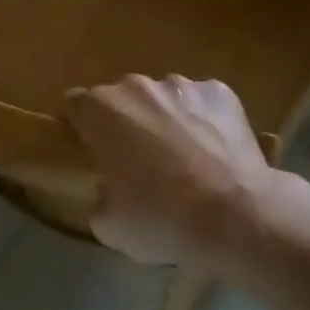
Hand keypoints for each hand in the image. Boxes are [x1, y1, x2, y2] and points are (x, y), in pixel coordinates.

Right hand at [63, 74, 274, 267]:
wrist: (235, 216)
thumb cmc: (160, 219)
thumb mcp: (108, 224)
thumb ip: (98, 195)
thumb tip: (108, 190)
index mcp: (101, 110)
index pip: (75, 105)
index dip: (80, 127)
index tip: (91, 152)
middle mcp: (136, 85)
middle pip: (120, 98)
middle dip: (124, 122)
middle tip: (138, 161)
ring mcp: (181, 84)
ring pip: (162, 97)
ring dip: (164, 119)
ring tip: (183, 158)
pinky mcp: (220, 92)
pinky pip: (202, 102)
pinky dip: (203, 119)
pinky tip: (214, 152)